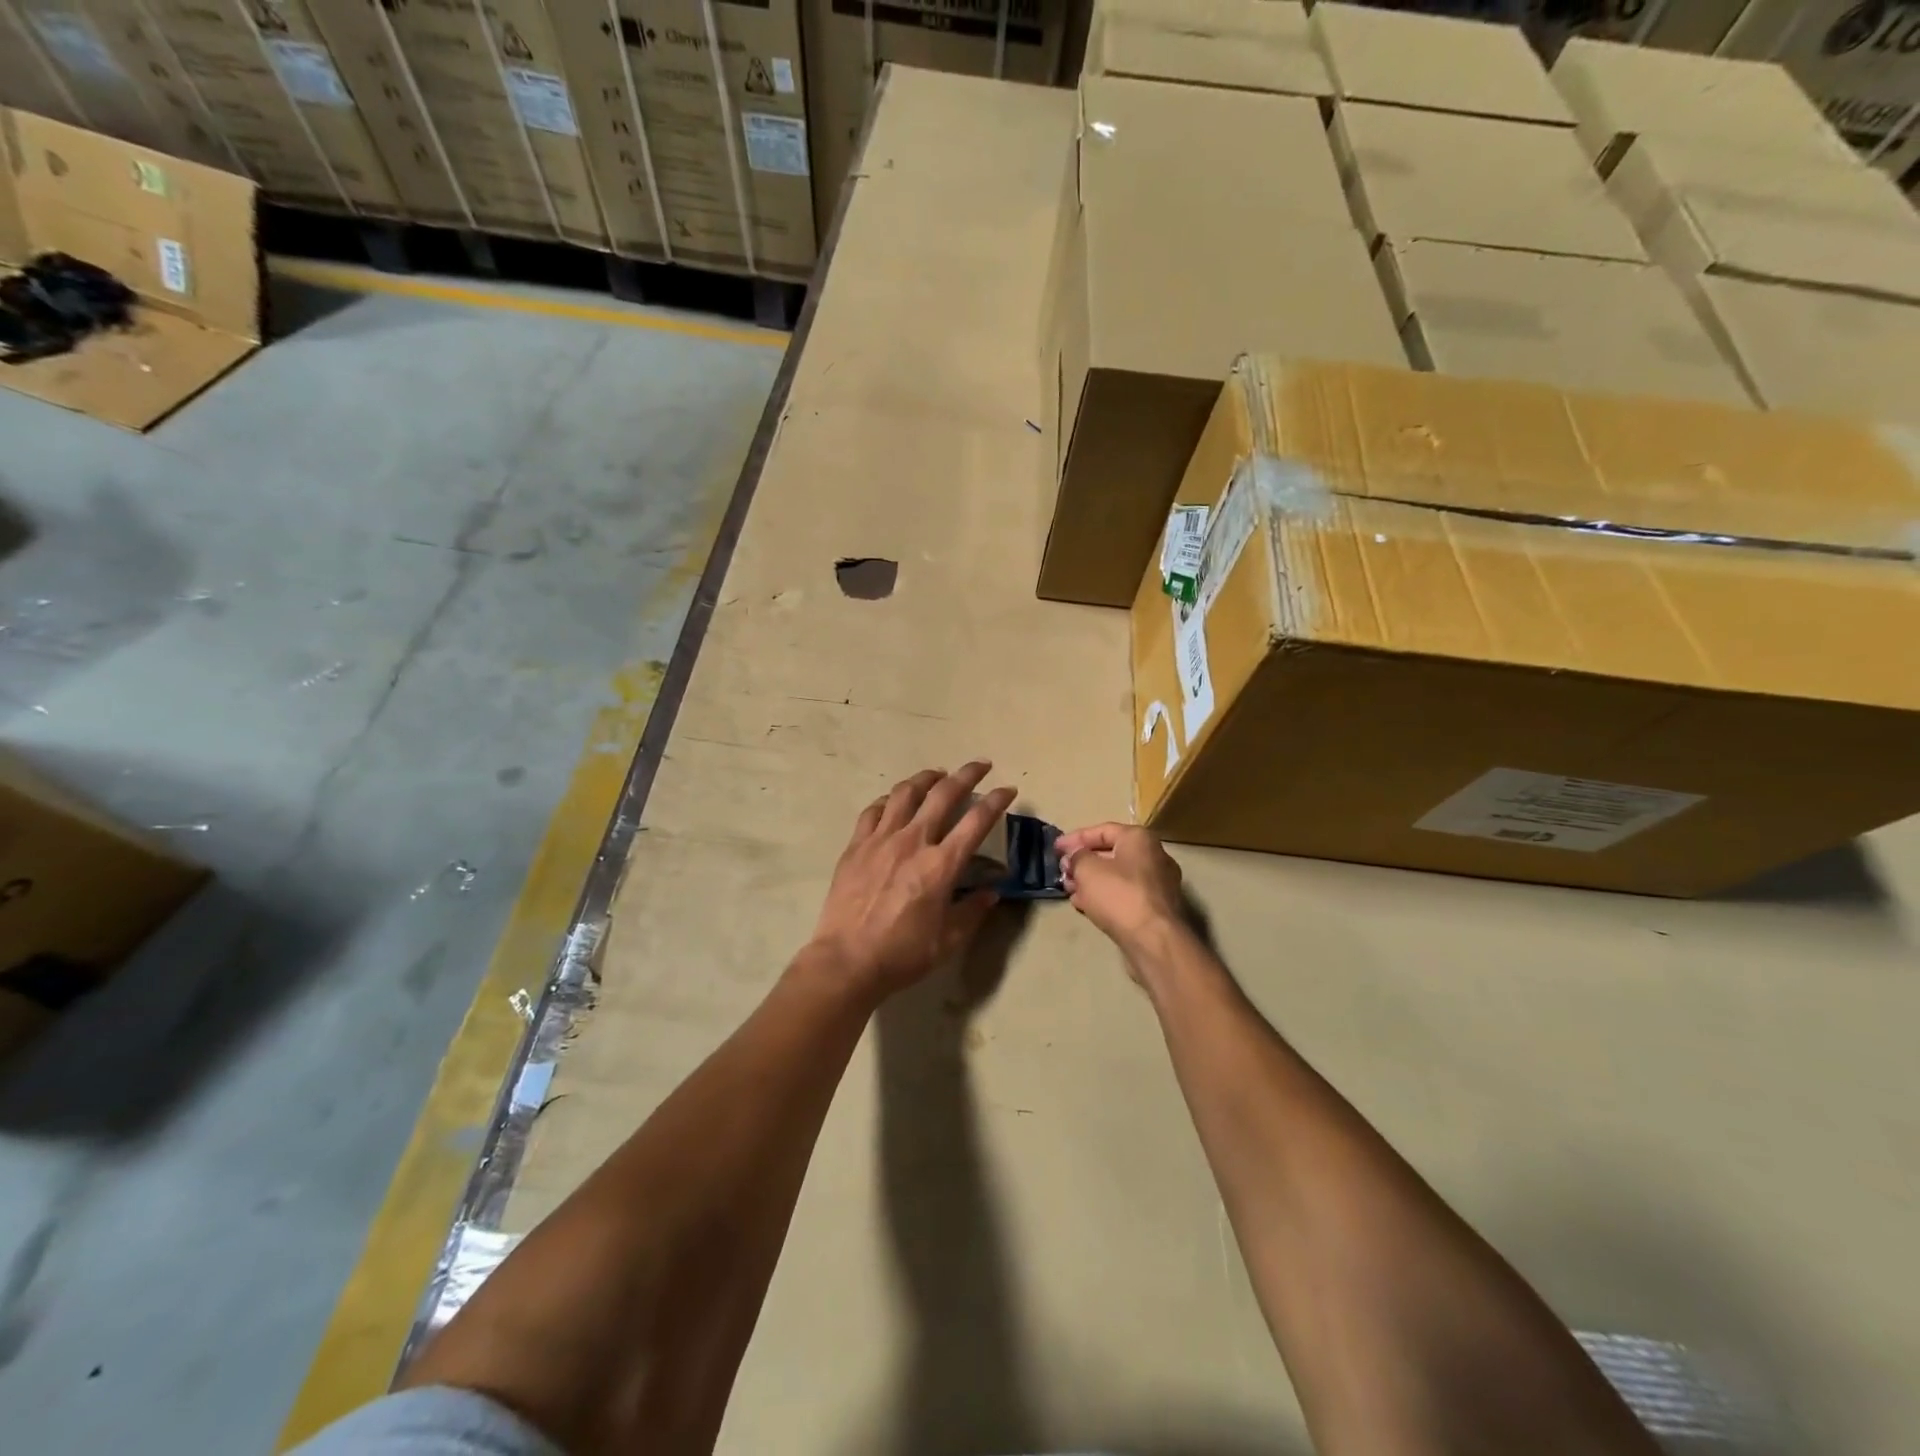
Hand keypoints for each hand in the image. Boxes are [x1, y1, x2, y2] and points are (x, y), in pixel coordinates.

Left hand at [809, 762, 1015, 1001]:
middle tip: (980, 766)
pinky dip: (889, 800)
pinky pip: (874, 810)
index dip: (996, 801)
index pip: (976, 821)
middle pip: (943, 794)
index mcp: (941, 865)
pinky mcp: (856, 845)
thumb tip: (991, 892)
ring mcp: (881, 840)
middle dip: (967, 774)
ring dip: (926, 778)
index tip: (1008, 790)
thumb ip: (973, 911)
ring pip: (905, 793)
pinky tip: (895, 801)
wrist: (846, 961)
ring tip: (937, 775)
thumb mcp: (948, 940)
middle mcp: (913, 842)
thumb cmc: (902, 954)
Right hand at [1056, 823, 1186, 975]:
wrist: (1153, 939)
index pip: (1102, 830)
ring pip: (1117, 876)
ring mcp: (1158, 883)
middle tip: (1062, 872)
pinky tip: (1085, 905)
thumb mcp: (1087, 869)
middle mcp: (1154, 855)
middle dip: (1082, 862)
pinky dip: (1105, 895)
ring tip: (1069, 890)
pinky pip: (1125, 894)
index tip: (1055, 848)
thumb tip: (1074, 857)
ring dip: (1090, 881)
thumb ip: (1076, 857)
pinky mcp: (1156, 907)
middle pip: (1110, 853)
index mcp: (1139, 838)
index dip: (1075, 838)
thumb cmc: (1119, 895)